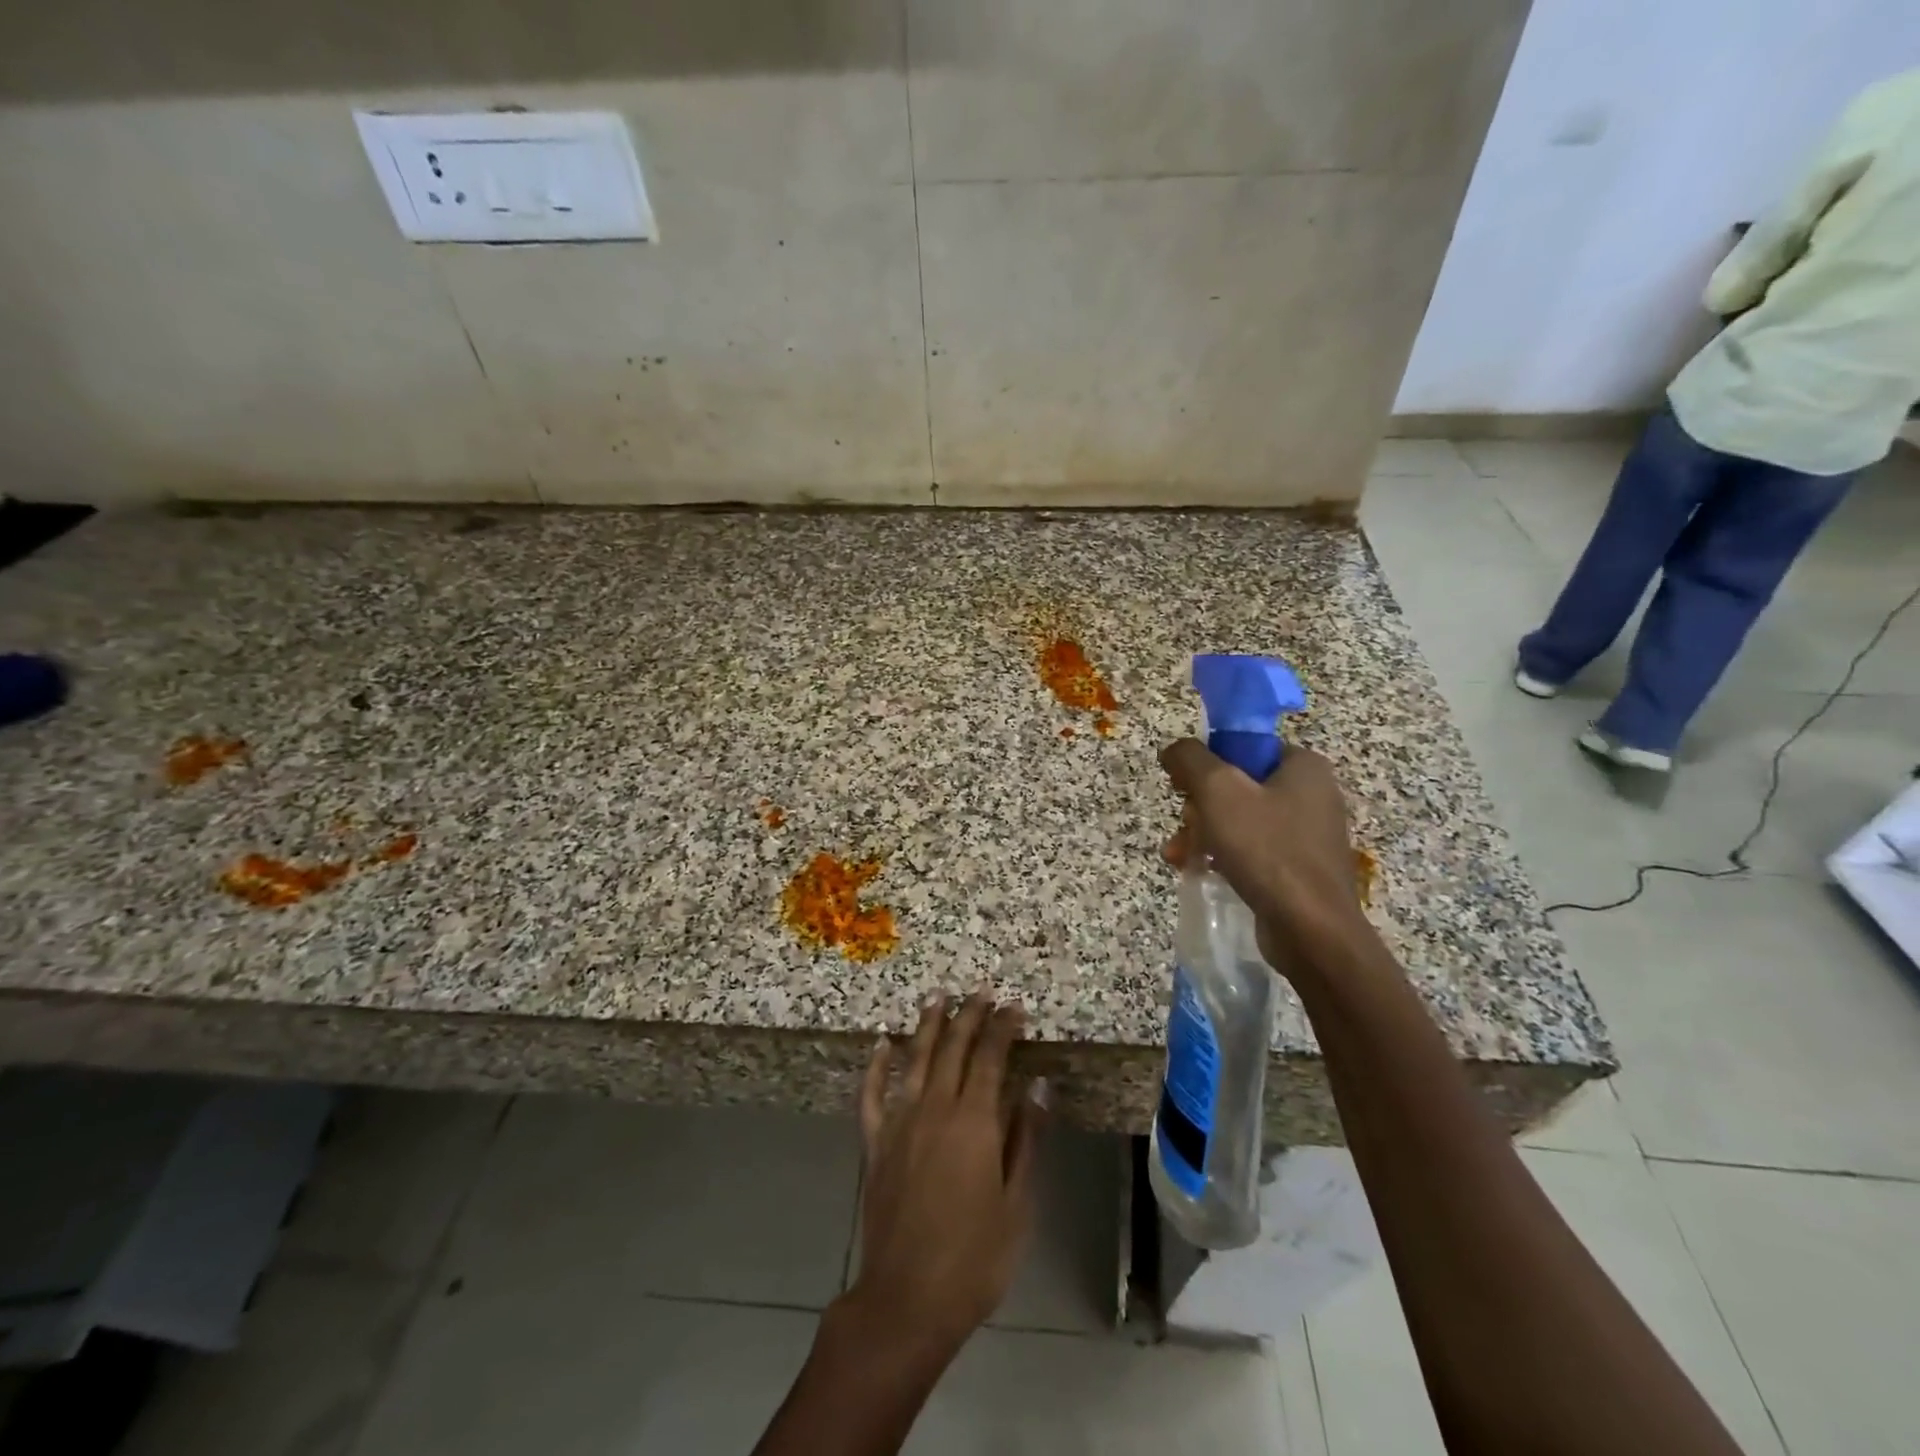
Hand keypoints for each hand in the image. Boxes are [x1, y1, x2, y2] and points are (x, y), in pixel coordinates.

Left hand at [846, 992, 1042, 1361]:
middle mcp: (934, 1109)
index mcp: (974, 1122)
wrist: (907, 1300)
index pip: (991, 1058)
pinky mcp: (874, 1144)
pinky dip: (875, 1066)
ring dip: (927, 1025)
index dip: (1003, 1028)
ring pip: (914, 1059)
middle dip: (969, 1015)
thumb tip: (1038, 1086)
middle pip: (952, 1048)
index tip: (1015, 1007)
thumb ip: (1026, 1139)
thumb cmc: (975, 1258)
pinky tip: (880, 1044)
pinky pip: (871, 1095)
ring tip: (938, 997)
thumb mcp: (1017, 1203)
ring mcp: (899, 1124)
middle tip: (981, 991)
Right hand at [1160, 738, 1364, 965]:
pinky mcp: (1301, 868)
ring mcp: (1309, 834)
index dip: (1207, 763)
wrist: (1311, 930)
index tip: (1183, 787)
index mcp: (1303, 766)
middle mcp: (1313, 794)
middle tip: (1184, 826)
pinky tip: (1200, 870)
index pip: (1244, 748)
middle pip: (1238, 786)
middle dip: (1200, 807)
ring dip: (1204, 833)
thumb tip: (1174, 750)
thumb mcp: (1218, 790)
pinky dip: (1224, 855)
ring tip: (1180, 856)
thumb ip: (1190, 759)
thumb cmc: (1266, 849)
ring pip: (1240, 820)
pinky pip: (1253, 850)